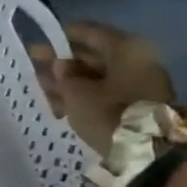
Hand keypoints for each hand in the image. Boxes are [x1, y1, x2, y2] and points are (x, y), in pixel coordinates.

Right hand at [31, 21, 174, 155]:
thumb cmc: (111, 114)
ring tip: (41, 86)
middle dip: (64, 61)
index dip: (63, 35)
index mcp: (125, 49)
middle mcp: (136, 61)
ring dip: (70, 81)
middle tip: (35, 63)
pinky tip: (60, 104)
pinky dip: (84, 96)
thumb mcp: (78, 93)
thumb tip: (61, 65)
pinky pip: (106, 94)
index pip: (90, 32)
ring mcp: (140, 85)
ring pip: (98, 77)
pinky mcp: (138, 107)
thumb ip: (64, 76)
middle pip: (94, 56)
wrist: (150, 154)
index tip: (43, 38)